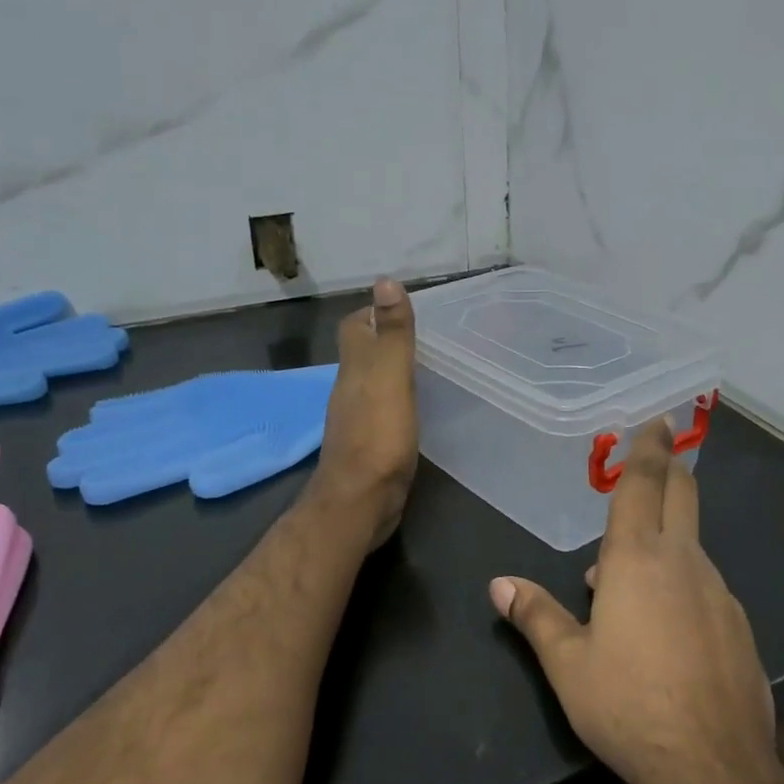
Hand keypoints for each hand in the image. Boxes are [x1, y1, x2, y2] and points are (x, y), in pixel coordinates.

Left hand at [309, 278, 419, 550]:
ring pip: (375, 383)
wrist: (360, 502)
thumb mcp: (389, 377)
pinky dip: (400, 400)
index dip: (374, 312)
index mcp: (354, 368)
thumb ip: (391, 333)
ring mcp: (358, 419)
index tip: (405, 308)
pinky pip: (385, 410)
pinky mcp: (371, 445)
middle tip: (429, 336)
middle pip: (364, 354)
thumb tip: (385, 280)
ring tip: (432, 366)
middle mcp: (350, 389)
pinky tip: (422, 407)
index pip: (355, 327)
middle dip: (389, 340)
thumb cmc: (377, 436)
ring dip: (395, 371)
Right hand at [490, 420, 777, 783]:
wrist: (713, 768)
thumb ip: (535, 616)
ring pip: (690, 547)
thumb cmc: (628, 706)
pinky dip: (682, 585)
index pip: (644, 485)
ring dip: (664, 544)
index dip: (648, 449)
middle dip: (670, 471)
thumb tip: (500, 585)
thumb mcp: (568, 665)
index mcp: (637, 558)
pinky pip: (705, 587)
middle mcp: (684, 562)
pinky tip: (665, 630)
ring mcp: (719, 592)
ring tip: (626, 582)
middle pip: (683, 496)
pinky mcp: (739, 625)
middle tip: (657, 462)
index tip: (655, 422)